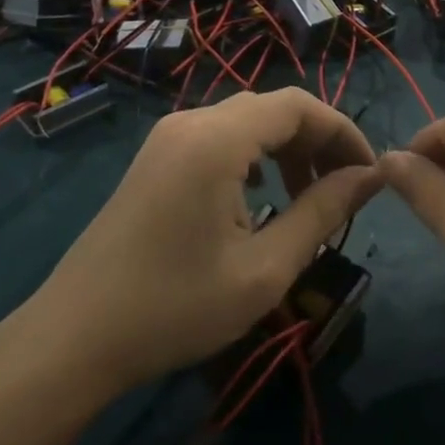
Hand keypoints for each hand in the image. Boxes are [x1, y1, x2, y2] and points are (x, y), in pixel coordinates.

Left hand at [13, 89, 381, 398]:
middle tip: (343, 191)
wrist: (74, 338)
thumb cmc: (175, 307)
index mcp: (217, 139)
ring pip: (246, 121)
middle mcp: (191, 122)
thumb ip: (322, 212)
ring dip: (286, 149)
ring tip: (307, 197)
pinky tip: (260, 196)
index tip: (369, 175)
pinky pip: (219, 137)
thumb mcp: (264, 268)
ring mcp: (167, 137)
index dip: (343, 132)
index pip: (299, 106)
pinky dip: (254, 156)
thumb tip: (370, 178)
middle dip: (317, 142)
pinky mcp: (155, 158)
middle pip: (273, 108)